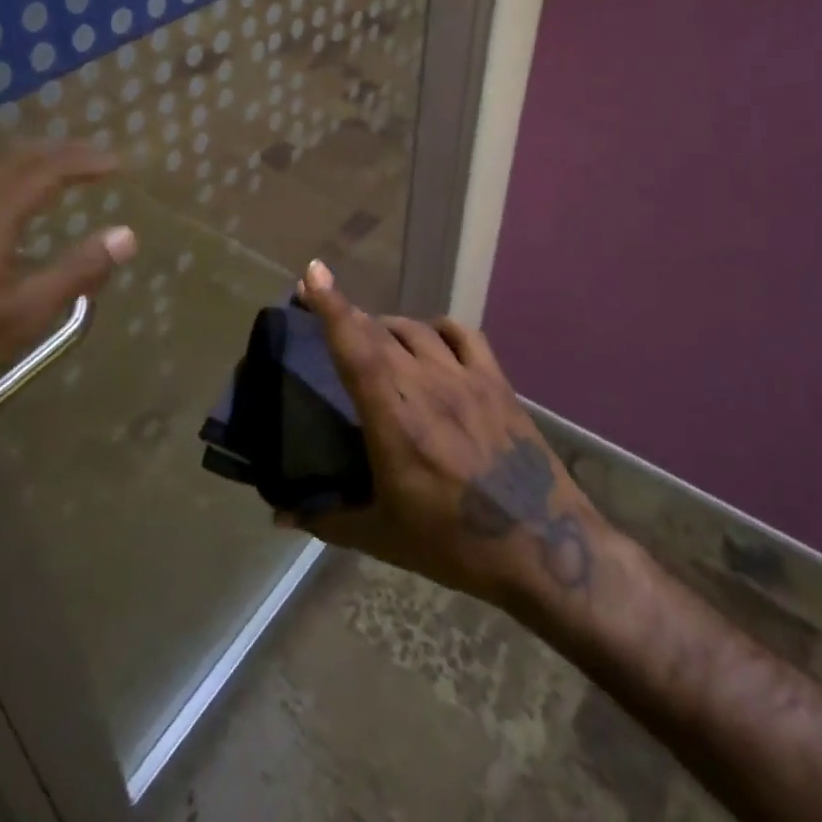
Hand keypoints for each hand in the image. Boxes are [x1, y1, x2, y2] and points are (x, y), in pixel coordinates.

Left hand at [0, 141, 135, 448]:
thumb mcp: (18, 321)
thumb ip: (75, 272)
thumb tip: (126, 235)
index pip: (44, 169)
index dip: (85, 161)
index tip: (120, 164)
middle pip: (13, 158)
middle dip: (59, 153)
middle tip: (97, 161)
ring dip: (28, 165)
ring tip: (61, 175)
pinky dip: (0, 182)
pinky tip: (6, 207)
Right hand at [287, 260, 605, 615]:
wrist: (543, 548)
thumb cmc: (454, 543)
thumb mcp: (381, 535)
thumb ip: (325, 518)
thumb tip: (278, 514)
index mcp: (392, 416)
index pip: (355, 347)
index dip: (331, 306)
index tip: (313, 273)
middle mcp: (426, 383)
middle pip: (380, 332)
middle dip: (349, 314)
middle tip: (327, 311)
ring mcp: (465, 378)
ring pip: (417, 330)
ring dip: (388, 324)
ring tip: (374, 333)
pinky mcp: (497, 383)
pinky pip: (464, 335)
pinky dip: (440, 328)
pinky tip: (432, 337)